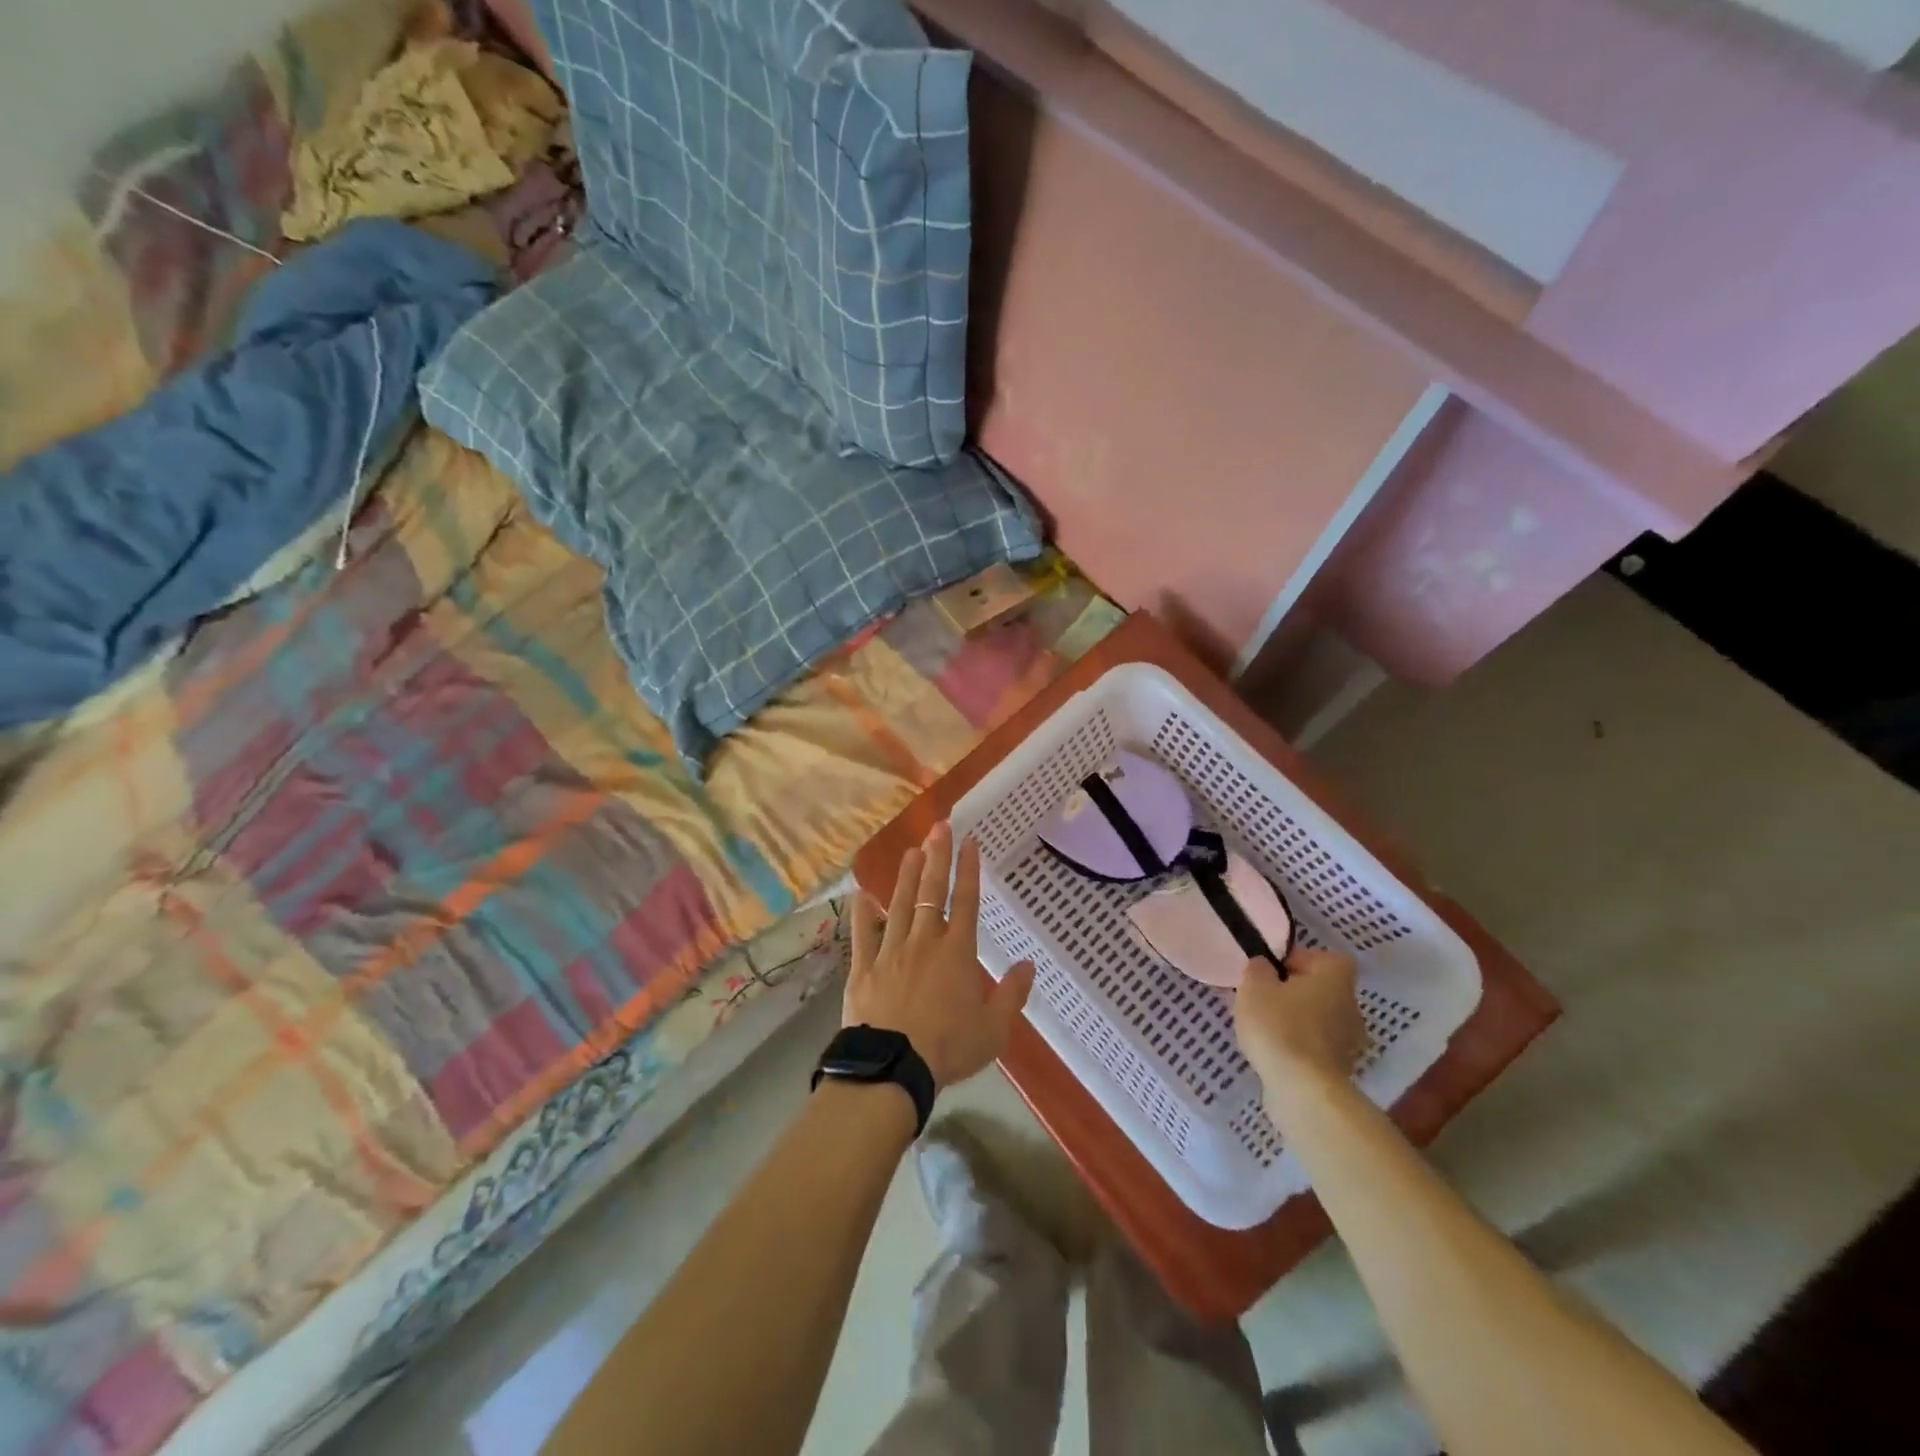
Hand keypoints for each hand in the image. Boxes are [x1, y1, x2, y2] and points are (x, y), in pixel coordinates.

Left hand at [847, 823, 1035, 1088]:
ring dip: (907, 876)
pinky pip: (863, 934)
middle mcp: (924, 942)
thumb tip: (1027, 964)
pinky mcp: (864, 968)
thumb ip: (1012, 994)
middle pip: (932, 892)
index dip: (969, 869)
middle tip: (938, 827)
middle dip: (937, 857)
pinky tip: (862, 893)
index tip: (969, 841)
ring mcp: (890, 951)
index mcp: (957, 953)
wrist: (893, 1067)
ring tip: (911, 850)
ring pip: (900, 905)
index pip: (967, 901)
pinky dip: (863, 913)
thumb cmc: (949, 1048)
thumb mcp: (994, 1029)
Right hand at [1233, 947, 1367, 1099]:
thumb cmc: (1279, 1026)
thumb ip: (1258, 969)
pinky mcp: (1340, 1069)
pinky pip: (1316, 1045)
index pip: (1328, 957)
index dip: (1301, 959)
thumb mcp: (1254, 986)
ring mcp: (1349, 1040)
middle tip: (1264, 998)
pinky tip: (1274, 1052)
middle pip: (1322, 989)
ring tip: (1264, 1028)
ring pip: (1319, 1018)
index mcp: (1335, 978)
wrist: (1303, 1090)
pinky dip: (1298, 1045)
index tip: (1275, 971)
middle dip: (1293, 992)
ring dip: (1295, 1020)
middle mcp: (1350, 1006)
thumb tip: (1265, 966)